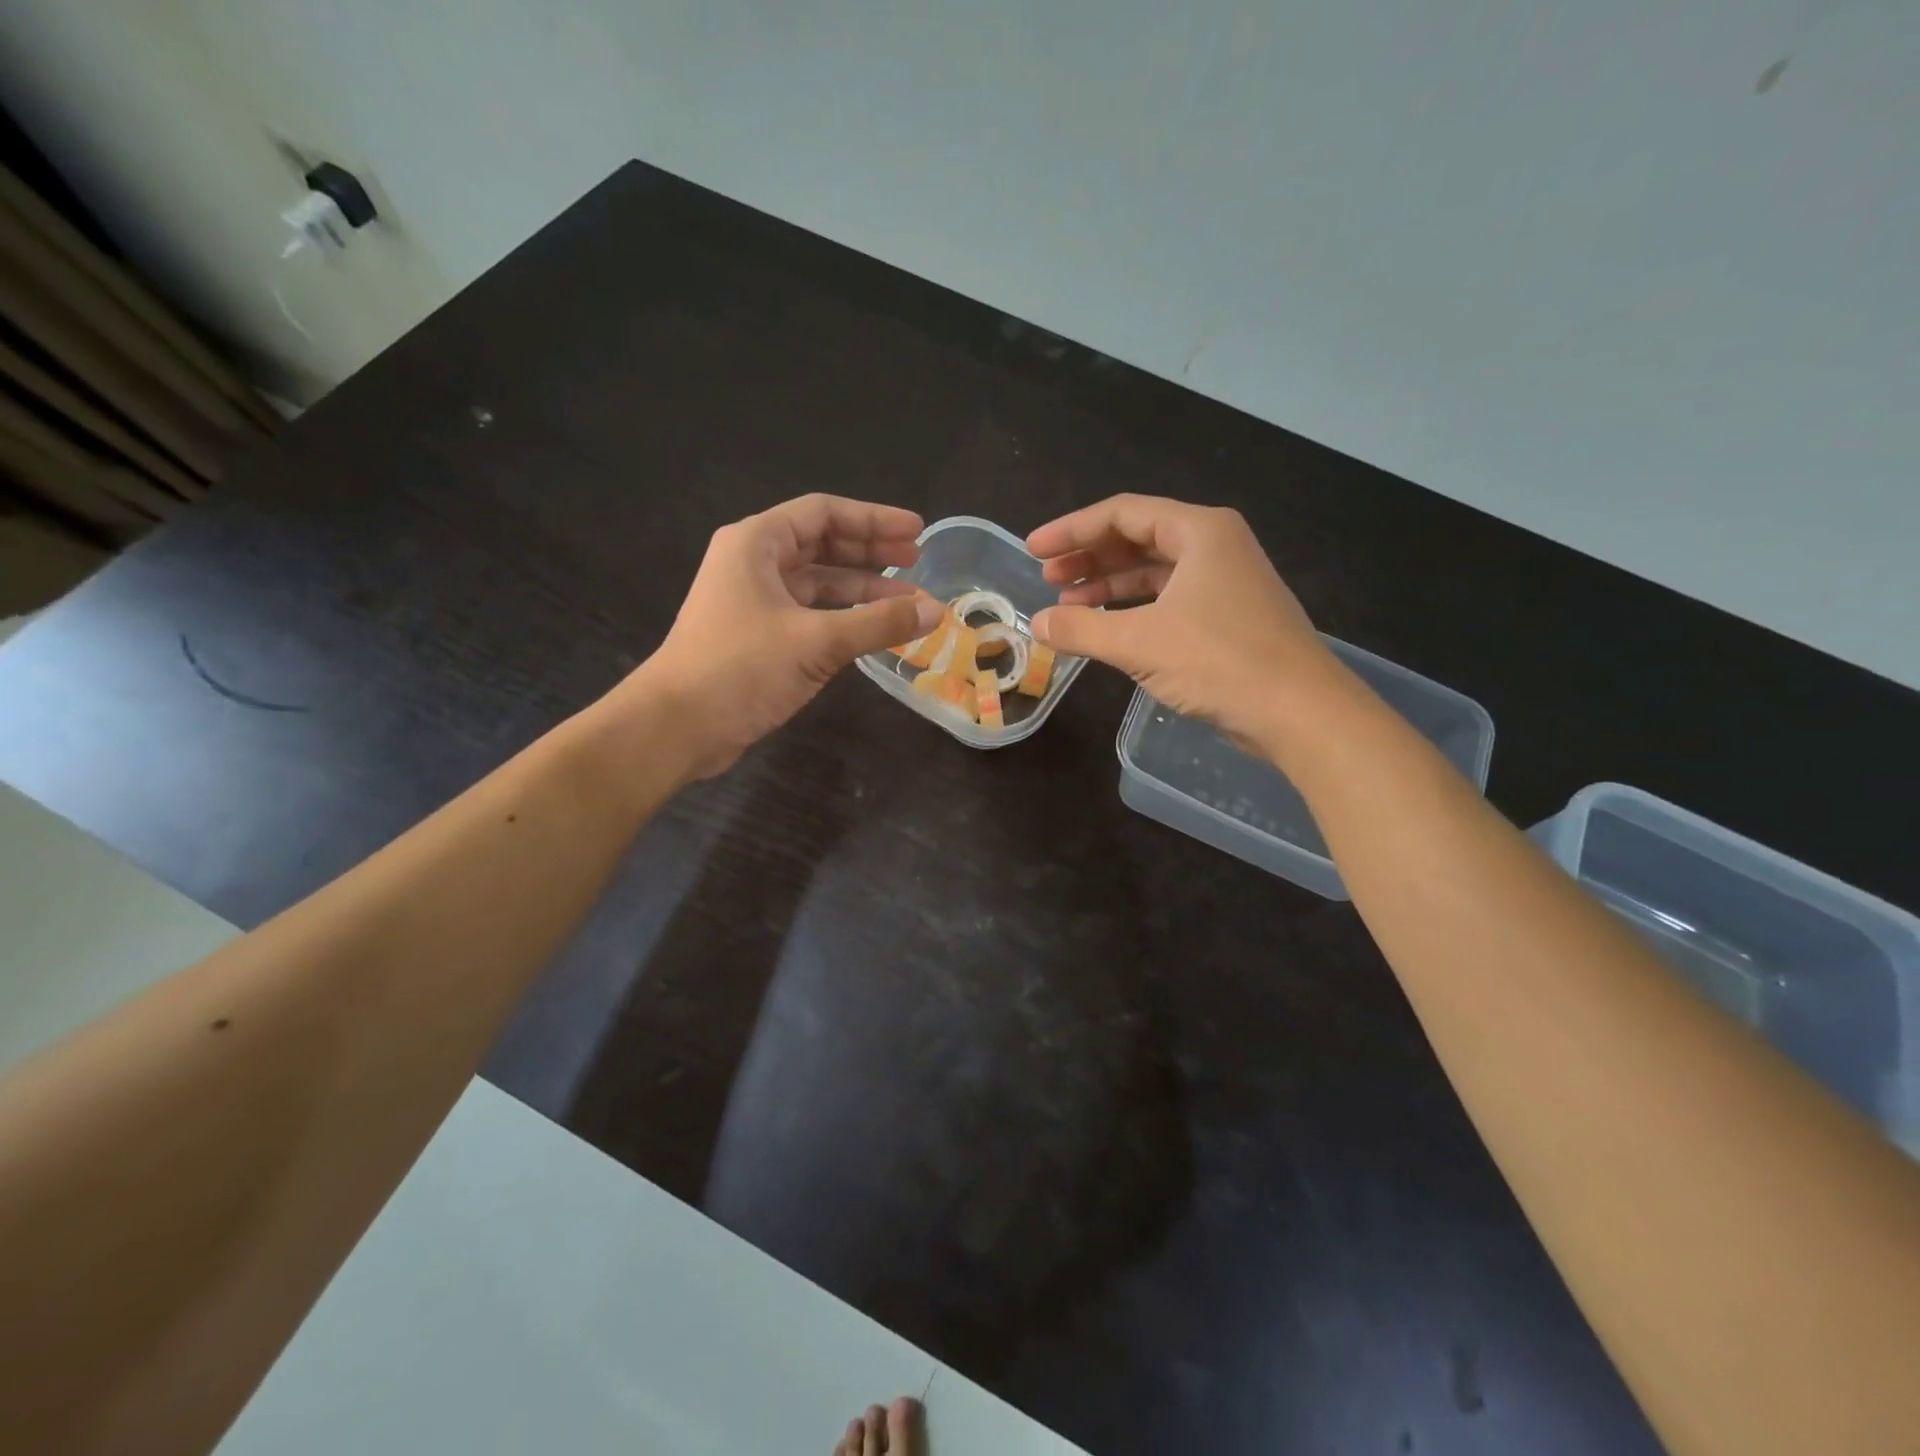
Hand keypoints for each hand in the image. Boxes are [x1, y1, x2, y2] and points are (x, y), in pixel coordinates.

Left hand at [624, 494, 942, 777]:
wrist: (677, 726)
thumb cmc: (741, 668)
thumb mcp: (817, 641)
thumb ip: (878, 623)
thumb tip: (935, 611)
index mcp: (757, 543)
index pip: (824, 514)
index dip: (874, 519)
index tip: (917, 533)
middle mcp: (753, 564)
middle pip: (822, 545)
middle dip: (871, 552)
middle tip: (917, 562)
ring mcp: (754, 602)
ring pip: (818, 584)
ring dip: (862, 591)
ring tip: (908, 604)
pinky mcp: (758, 637)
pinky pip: (810, 615)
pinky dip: (843, 620)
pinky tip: (874, 631)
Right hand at [1027, 494, 1337, 749]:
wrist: (1299, 712)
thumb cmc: (1219, 662)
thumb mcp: (1139, 643)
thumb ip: (1081, 629)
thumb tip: (1036, 625)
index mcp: (1199, 531)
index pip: (1122, 514)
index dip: (1071, 530)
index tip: (1033, 550)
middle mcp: (1214, 546)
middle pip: (1137, 538)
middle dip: (1089, 558)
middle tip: (1047, 579)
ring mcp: (1224, 582)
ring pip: (1153, 572)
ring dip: (1108, 585)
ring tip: (1067, 607)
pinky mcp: (1227, 616)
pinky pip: (1168, 599)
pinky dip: (1133, 609)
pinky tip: (1106, 627)